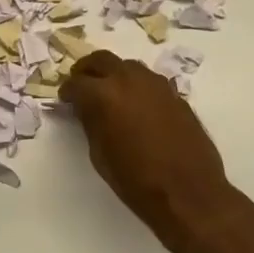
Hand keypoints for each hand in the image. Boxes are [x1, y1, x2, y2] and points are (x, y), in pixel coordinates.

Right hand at [62, 50, 233, 247]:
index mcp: (104, 95)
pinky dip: (137, 86)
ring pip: (128, 66)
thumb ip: (90, 123)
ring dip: (114, 75)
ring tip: (109, 95)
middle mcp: (129, 80)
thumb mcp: (100, 155)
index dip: (67, 92)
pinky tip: (136, 106)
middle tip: (82, 86)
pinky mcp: (175, 95)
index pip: (76, 83)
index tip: (65, 100)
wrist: (188, 193)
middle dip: (87, 71)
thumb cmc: (136, 181)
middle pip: (101, 60)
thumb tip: (86, 109)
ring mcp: (156, 84)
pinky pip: (149, 81)